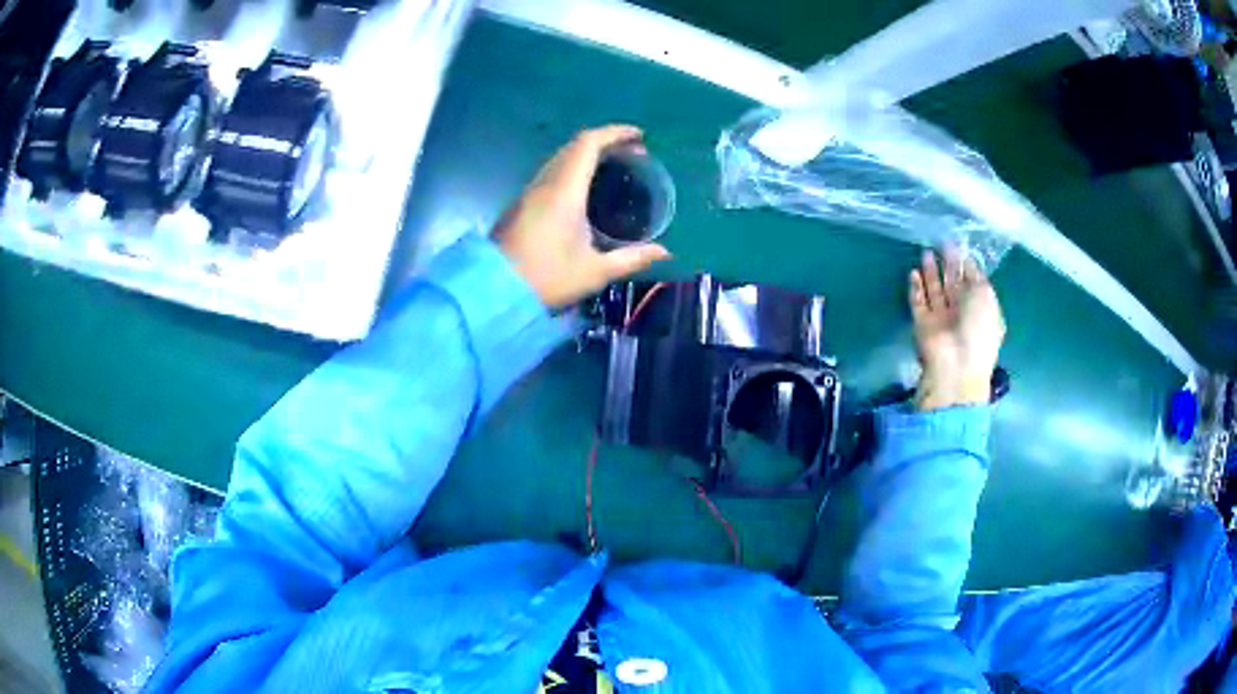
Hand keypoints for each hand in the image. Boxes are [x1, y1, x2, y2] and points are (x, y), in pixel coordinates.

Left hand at [493, 125, 671, 308]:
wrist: (493, 293)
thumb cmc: (547, 279)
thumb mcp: (595, 272)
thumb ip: (632, 258)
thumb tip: (664, 252)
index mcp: (564, 191)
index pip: (589, 143)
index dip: (616, 133)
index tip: (640, 137)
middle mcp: (545, 183)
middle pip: (575, 146)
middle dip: (607, 142)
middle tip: (634, 156)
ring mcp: (530, 192)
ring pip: (561, 158)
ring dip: (588, 155)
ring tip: (614, 168)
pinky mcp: (521, 204)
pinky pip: (552, 173)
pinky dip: (574, 169)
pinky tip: (586, 189)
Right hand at [909, 248, 1005, 410]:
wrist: (955, 364)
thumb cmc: (978, 329)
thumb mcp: (985, 295)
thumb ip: (975, 275)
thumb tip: (966, 260)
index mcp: (982, 309)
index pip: (973, 283)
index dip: (966, 264)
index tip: (959, 245)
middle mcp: (962, 314)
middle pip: (954, 285)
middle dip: (948, 265)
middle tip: (941, 243)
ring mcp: (942, 320)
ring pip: (935, 292)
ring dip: (931, 273)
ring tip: (926, 252)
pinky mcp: (922, 324)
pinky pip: (918, 303)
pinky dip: (916, 289)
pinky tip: (913, 272)